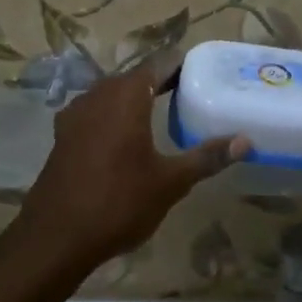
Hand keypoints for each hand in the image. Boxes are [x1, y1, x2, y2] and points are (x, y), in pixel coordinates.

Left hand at [21, 65, 247, 270]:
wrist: (55, 236)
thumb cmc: (118, 202)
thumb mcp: (170, 182)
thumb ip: (206, 157)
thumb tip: (245, 141)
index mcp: (126, 96)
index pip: (159, 64)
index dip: (180, 64)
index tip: (202, 71)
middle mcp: (98, 95)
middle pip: (135, 77)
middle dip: (160, 81)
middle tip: (190, 92)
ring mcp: (75, 114)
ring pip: (112, 94)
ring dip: (135, 98)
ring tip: (162, 111)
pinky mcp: (63, 135)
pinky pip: (95, 112)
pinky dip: (114, 116)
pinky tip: (125, 137)